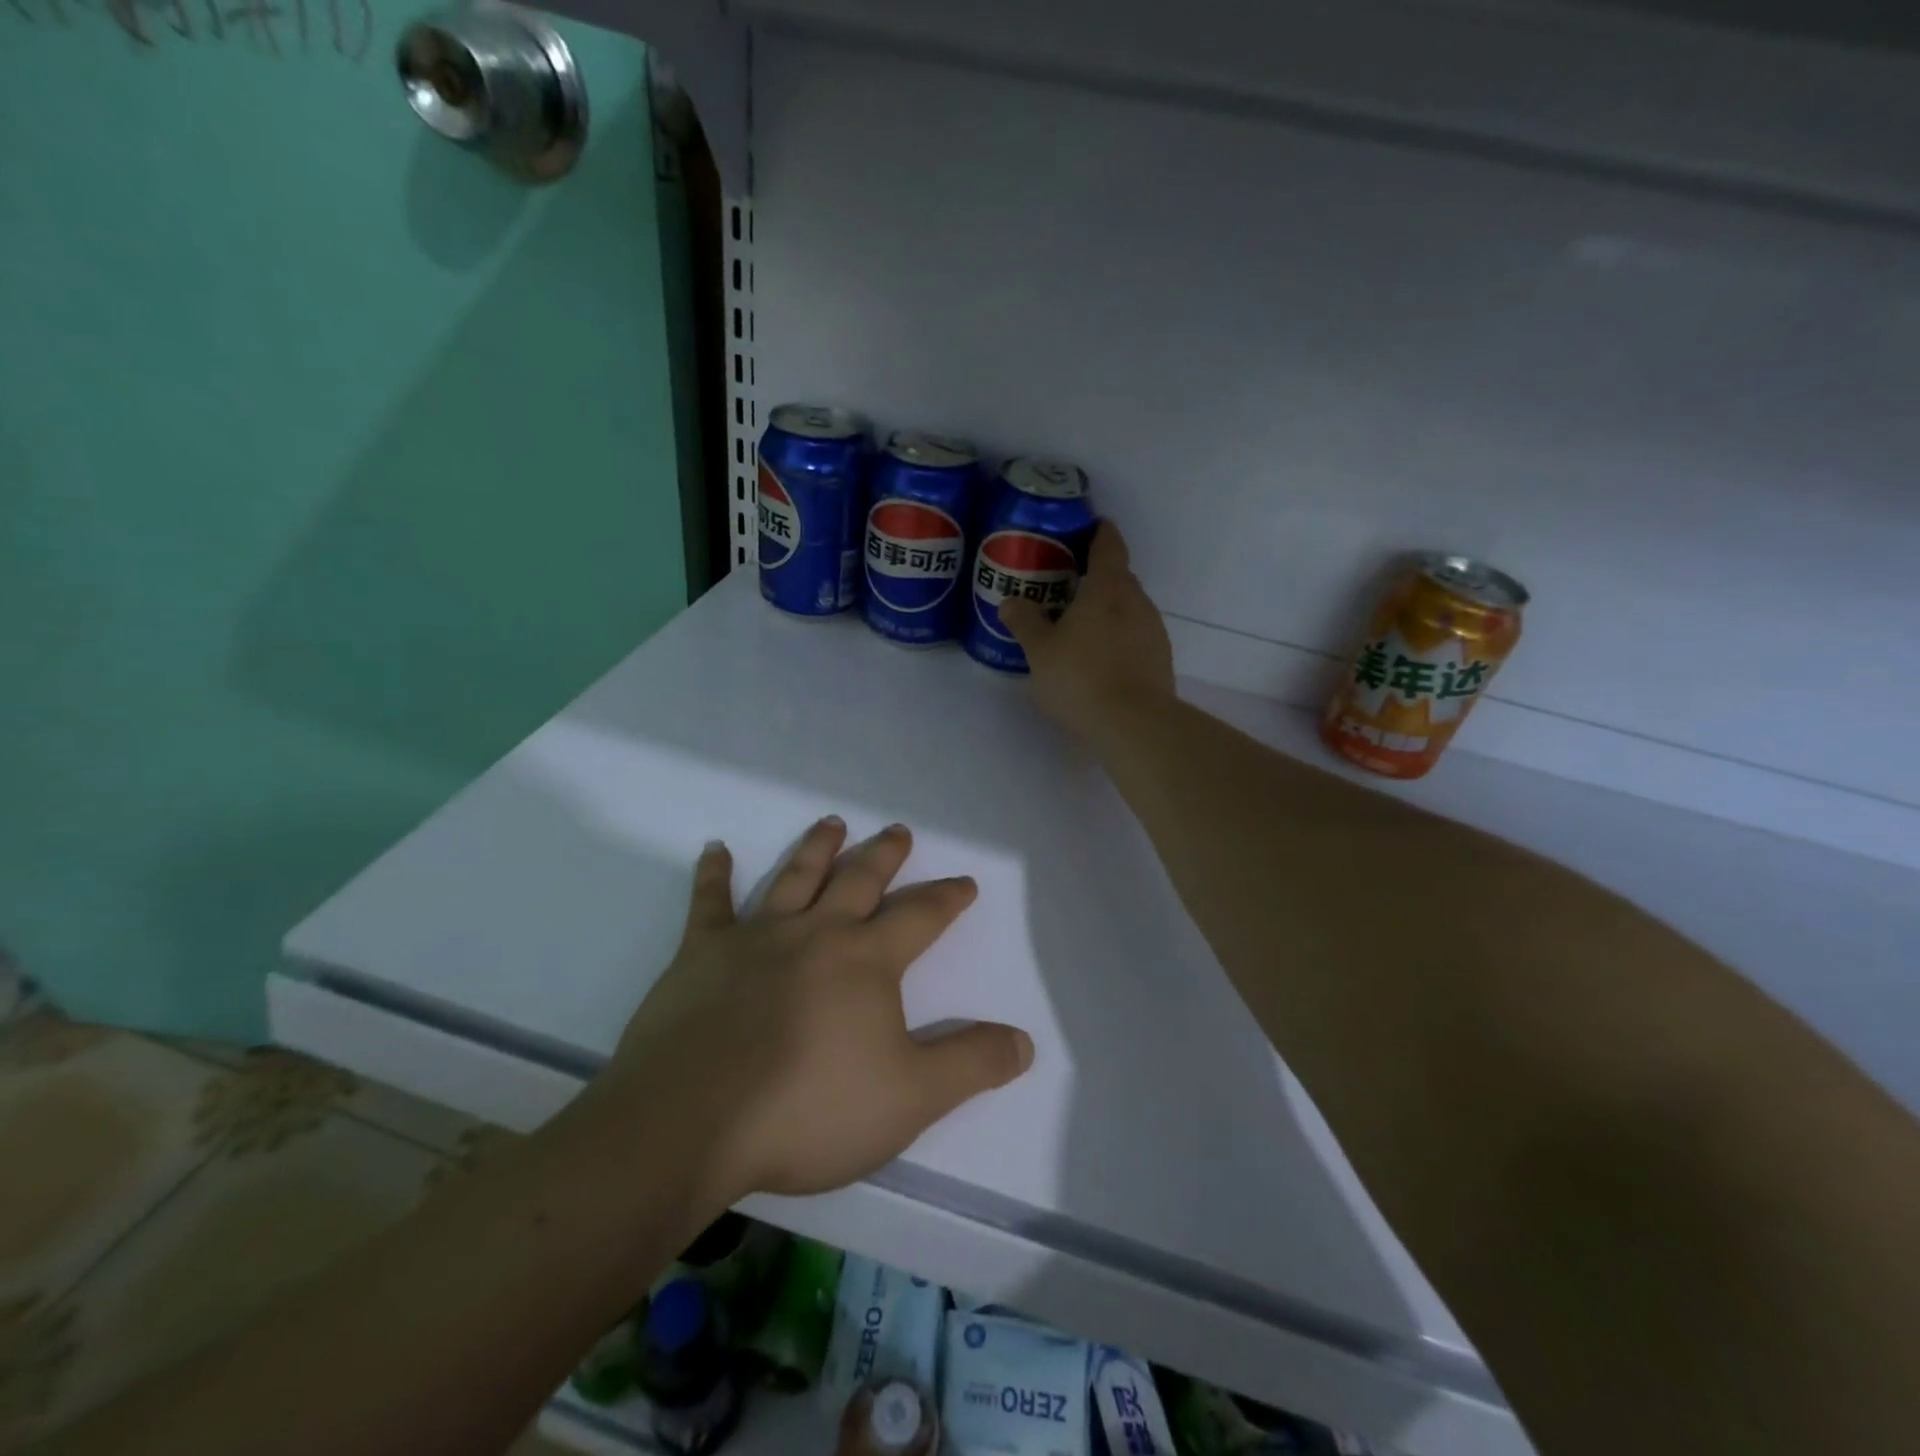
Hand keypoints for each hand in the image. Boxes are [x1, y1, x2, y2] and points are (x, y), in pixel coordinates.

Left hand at [601, 818, 1033, 1208]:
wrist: (693, 1121)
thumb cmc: (809, 1109)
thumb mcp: (910, 1098)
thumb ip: (970, 1065)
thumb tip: (1024, 1042)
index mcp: (866, 961)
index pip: (920, 917)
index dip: (947, 898)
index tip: (964, 882)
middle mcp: (816, 933)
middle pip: (859, 880)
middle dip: (885, 855)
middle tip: (899, 830)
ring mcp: (755, 938)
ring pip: (795, 878)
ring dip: (817, 848)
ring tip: (832, 822)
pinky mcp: (701, 953)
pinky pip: (709, 903)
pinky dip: (713, 874)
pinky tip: (715, 849)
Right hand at [999, 520, 1175, 739]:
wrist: (1134, 725)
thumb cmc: (1081, 677)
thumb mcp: (1040, 651)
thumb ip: (1025, 622)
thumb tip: (1010, 601)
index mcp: (1108, 588)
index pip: (1109, 545)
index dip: (1099, 532)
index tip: (1090, 526)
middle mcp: (1137, 602)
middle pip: (1119, 578)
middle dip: (1097, 577)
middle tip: (1068, 586)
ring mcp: (1153, 631)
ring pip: (1128, 609)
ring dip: (1107, 612)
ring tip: (1080, 627)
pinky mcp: (1160, 660)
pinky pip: (1135, 637)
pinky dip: (1118, 639)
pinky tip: (1099, 660)